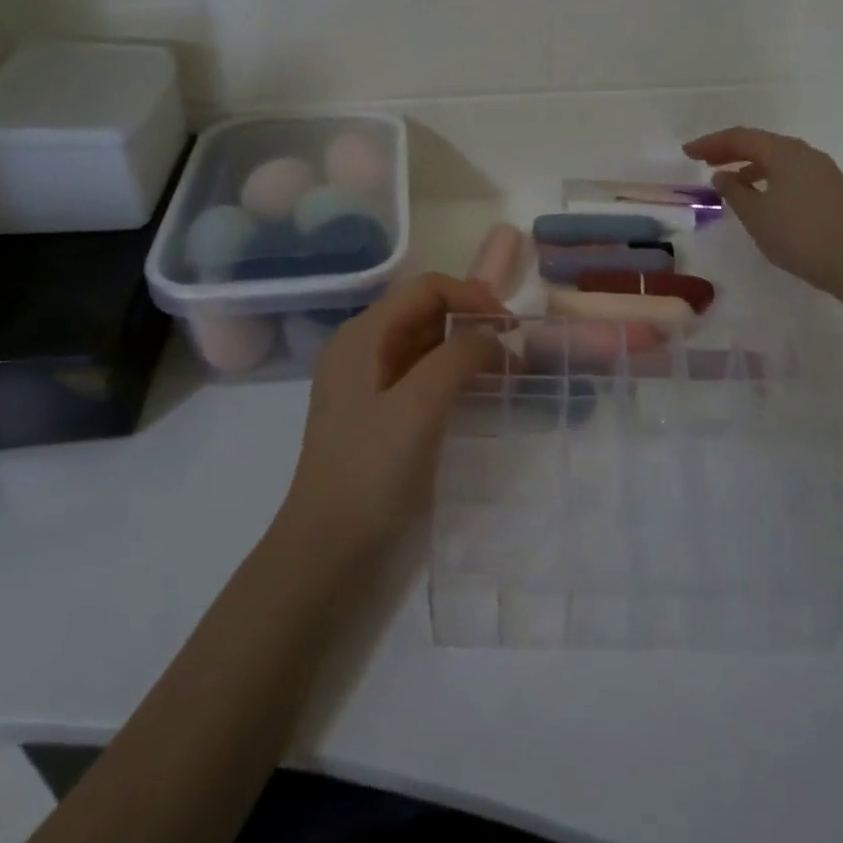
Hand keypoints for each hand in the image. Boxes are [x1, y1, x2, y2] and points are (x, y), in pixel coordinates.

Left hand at [281, 273, 506, 553]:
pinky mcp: (378, 415)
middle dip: (472, 323)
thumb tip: (492, 335)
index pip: (427, 290)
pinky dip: (453, 378)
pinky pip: (421, 378)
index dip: (473, 297)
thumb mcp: (419, 405)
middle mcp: (363, 349)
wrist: (328, 552)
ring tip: (505, 375)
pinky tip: (478, 397)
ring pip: (425, 346)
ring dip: (466, 351)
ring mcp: (368, 384)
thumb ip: (459, 356)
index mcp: (363, 335)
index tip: (513, 330)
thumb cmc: (371, 471)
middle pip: (425, 313)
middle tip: (514, 355)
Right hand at [683, 127, 842, 302]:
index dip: (711, 143)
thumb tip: (723, 176)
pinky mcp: (830, 190)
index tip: (687, 152)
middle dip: (730, 150)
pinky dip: (768, 178)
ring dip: (749, 165)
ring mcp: (821, 171)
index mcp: (784, 152)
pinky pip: (790, 173)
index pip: (740, 138)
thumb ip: (734, 192)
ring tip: (728, 181)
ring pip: (777, 158)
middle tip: (704, 160)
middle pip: (760, 143)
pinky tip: (760, 196)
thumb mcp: (756, 214)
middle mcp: (804, 153)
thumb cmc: (799, 234)